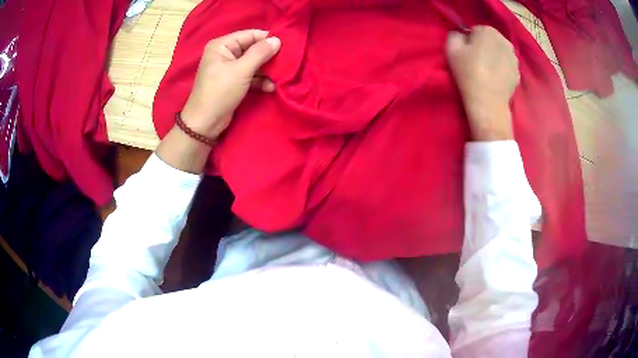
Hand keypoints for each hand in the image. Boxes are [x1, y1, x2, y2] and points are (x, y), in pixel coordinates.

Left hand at [180, 29, 281, 138]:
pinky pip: (250, 75)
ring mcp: (228, 68)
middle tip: (286, 62)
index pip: (249, 35)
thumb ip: (260, 53)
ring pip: (253, 63)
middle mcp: (224, 53)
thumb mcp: (241, 70)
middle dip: (269, 56)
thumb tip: (277, 39)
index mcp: (222, 45)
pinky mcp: (233, 81)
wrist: (205, 123)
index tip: (287, 46)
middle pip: (252, 48)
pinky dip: (260, 80)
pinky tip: (271, 87)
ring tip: (280, 77)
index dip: (267, 39)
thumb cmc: (220, 92)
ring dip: (267, 70)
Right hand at [446, 26, 518, 140]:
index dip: (469, 41)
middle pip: (490, 40)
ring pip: (500, 52)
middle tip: (476, 62)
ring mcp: (514, 58)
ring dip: (494, 57)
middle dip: (484, 47)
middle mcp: (505, 41)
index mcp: (488, 31)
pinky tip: (495, 79)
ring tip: (487, 71)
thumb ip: (454, 35)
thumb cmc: (469, 73)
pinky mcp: (518, 73)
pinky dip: (502, 69)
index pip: (475, 30)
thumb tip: (461, 35)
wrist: (488, 103)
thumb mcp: (451, 49)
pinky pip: (507, 66)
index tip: (466, 53)